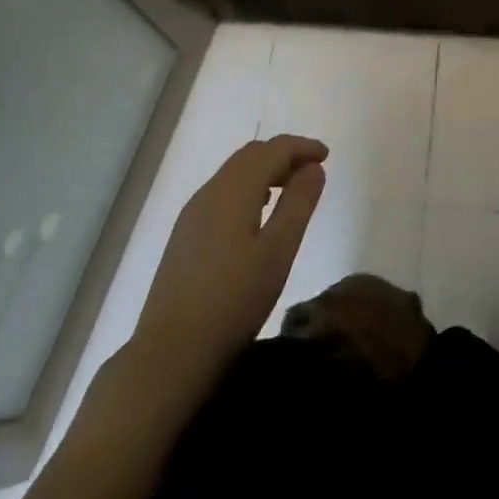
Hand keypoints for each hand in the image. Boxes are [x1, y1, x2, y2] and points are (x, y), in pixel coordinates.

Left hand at [130, 135, 327, 397]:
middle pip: (250, 156)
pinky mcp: (185, 236)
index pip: (272, 150)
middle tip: (312, 171)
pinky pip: (222, 194)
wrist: (171, 352)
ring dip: (265, 171)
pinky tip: (258, 214)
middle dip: (283, 155)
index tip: (326, 155)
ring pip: (234, 174)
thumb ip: (299, 203)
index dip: (301, 147)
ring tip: (290, 191)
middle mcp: (209, 192)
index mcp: (234, 190)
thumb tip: (313, 168)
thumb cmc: (234, 300)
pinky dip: (247, 189)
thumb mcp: (279, 250)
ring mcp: (192, 214)